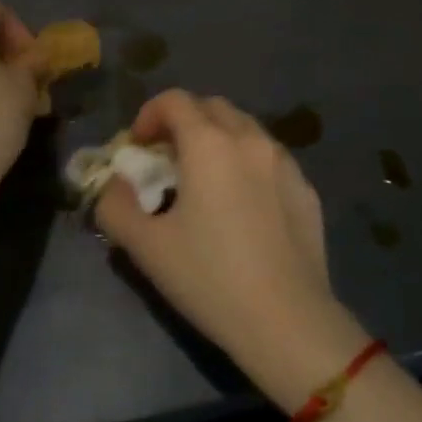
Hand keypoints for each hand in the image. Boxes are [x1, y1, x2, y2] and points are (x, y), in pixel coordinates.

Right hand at [95, 90, 370, 409]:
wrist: (288, 320)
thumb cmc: (210, 279)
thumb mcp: (147, 248)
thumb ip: (116, 207)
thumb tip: (115, 185)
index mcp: (209, 144)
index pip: (175, 101)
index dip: (149, 114)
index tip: (138, 146)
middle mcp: (250, 139)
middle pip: (212, 107)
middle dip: (184, 121)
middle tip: (167, 158)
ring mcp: (284, 162)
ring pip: (245, 128)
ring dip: (218, 138)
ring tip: (205, 179)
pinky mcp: (306, 187)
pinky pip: (269, 158)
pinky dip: (248, 162)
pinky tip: (243, 204)